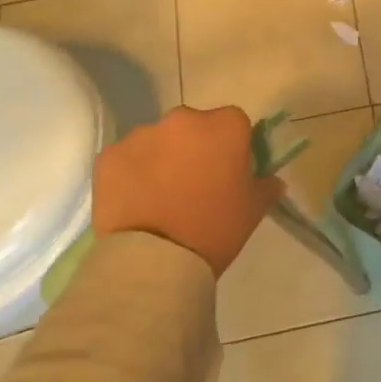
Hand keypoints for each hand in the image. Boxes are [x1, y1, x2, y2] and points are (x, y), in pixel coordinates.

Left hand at [91, 105, 283, 277]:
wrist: (155, 262)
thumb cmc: (214, 229)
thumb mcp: (253, 210)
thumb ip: (266, 186)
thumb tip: (271, 179)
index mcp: (224, 125)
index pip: (234, 123)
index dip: (232, 146)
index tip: (227, 171)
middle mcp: (183, 119)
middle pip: (193, 126)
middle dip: (194, 147)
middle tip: (193, 185)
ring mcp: (142, 134)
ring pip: (157, 140)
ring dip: (161, 158)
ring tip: (159, 197)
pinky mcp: (109, 155)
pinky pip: (126, 158)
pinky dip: (130, 173)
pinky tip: (134, 201)